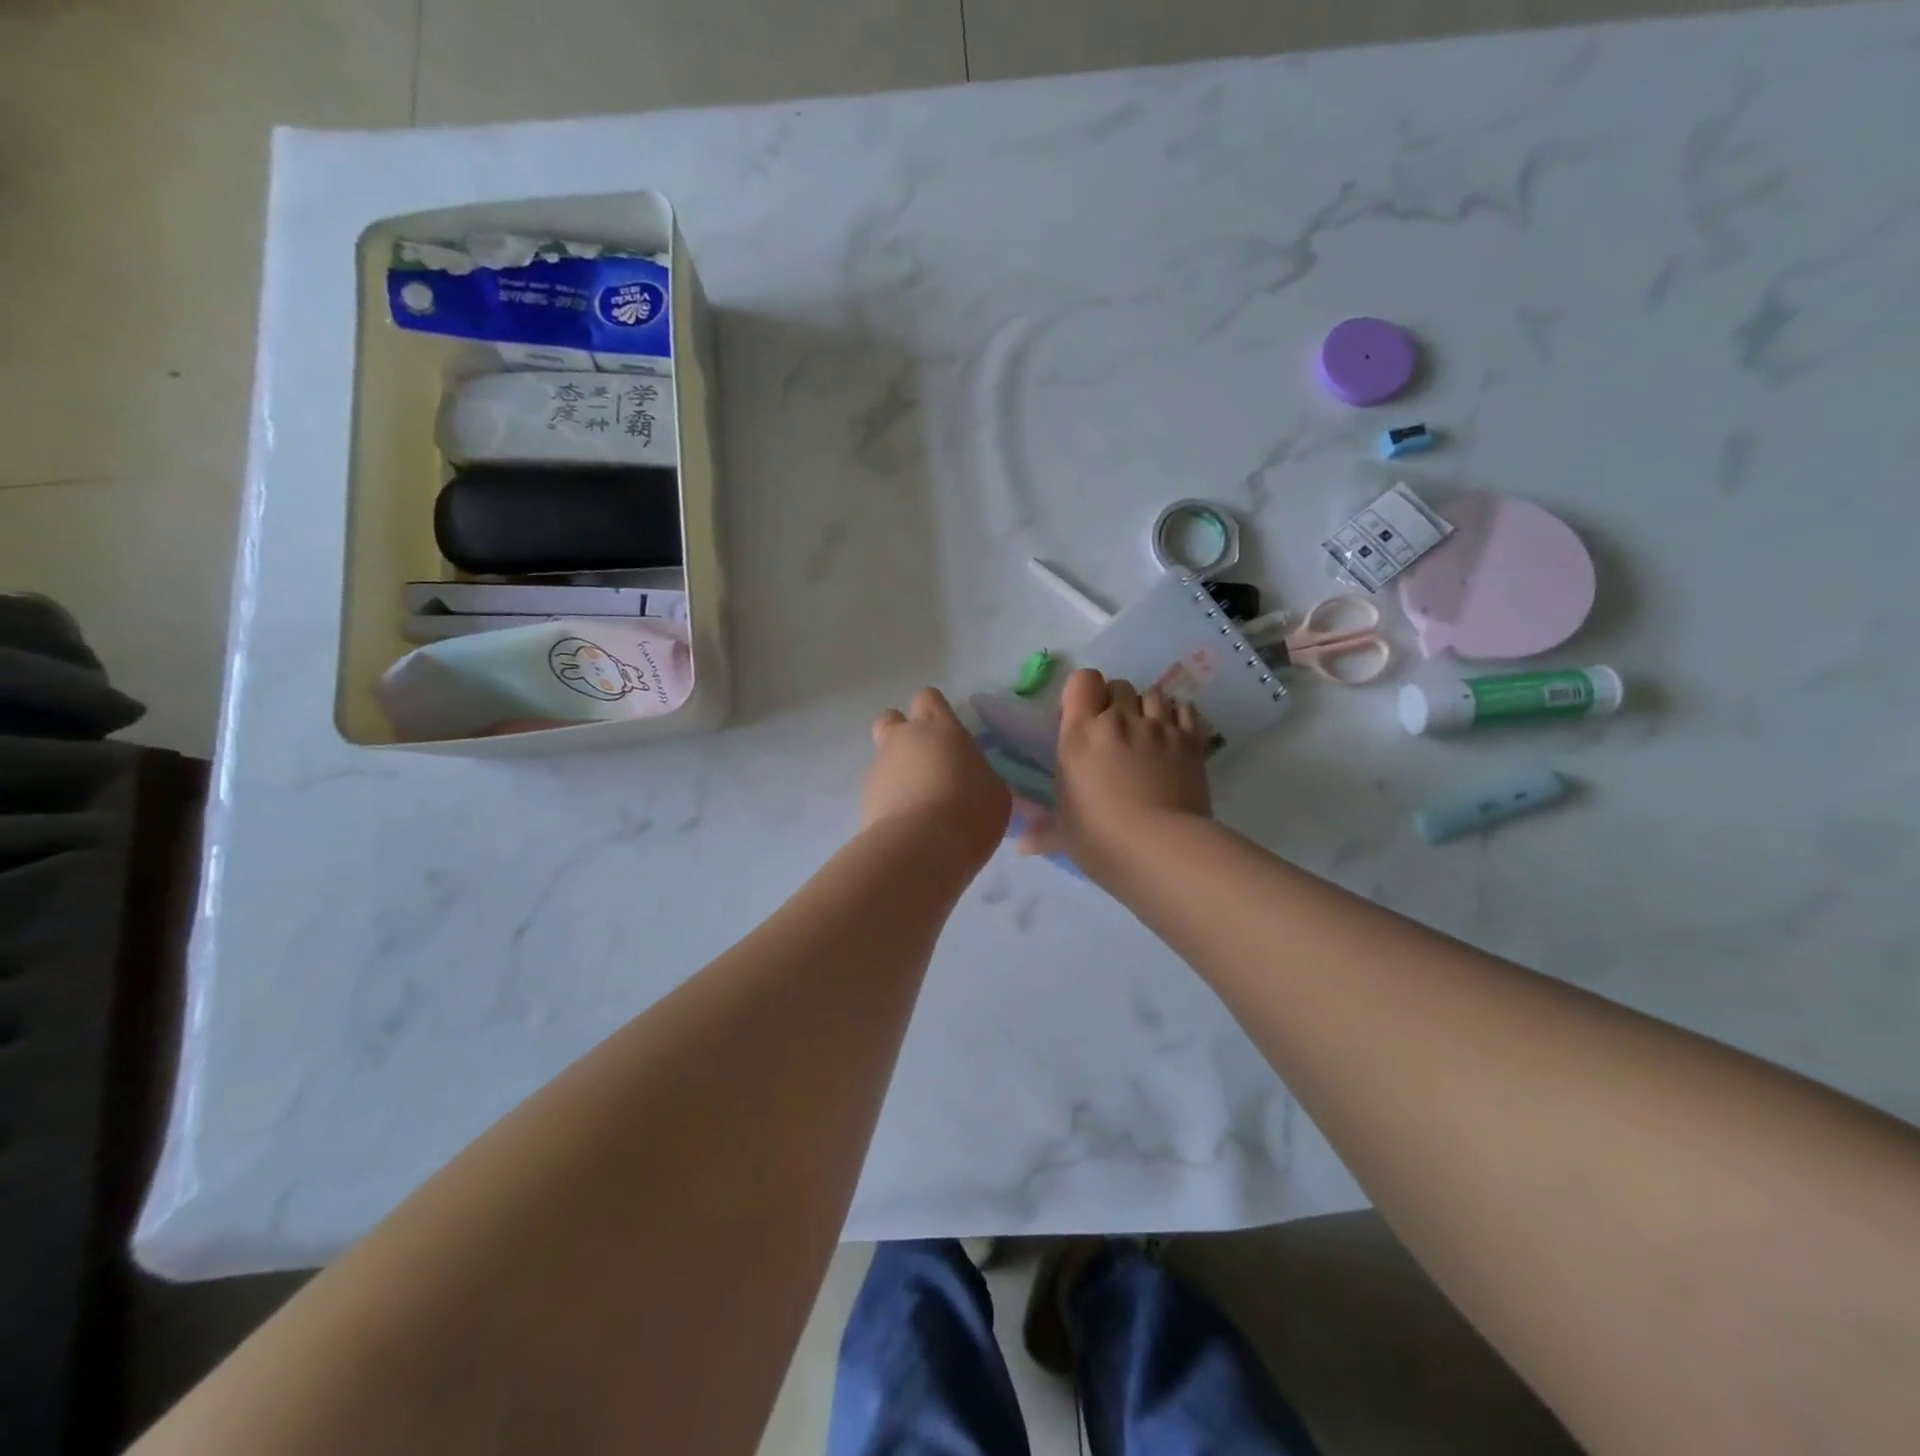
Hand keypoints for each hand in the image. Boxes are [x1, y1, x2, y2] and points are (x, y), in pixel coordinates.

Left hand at [863, 687, 1010, 863]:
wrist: (922, 848)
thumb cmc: (970, 811)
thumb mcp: (994, 790)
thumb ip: (978, 774)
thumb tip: (970, 778)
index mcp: (940, 728)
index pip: (929, 698)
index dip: (935, 712)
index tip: (948, 735)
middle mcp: (904, 739)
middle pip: (892, 718)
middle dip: (903, 733)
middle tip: (924, 760)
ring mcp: (879, 768)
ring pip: (883, 757)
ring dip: (897, 772)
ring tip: (919, 804)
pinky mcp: (864, 798)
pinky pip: (878, 790)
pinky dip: (889, 800)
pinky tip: (908, 824)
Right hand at [1018, 670, 1211, 881]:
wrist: (1162, 850)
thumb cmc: (1101, 839)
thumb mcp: (1064, 835)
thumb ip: (1043, 830)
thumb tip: (1021, 844)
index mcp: (1080, 733)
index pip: (1083, 680)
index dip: (1084, 693)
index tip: (1082, 719)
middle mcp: (1120, 719)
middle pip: (1119, 686)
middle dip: (1116, 703)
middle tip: (1114, 734)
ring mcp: (1159, 727)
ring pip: (1154, 695)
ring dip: (1147, 709)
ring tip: (1146, 736)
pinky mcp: (1191, 741)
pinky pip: (1186, 710)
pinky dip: (1178, 718)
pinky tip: (1174, 738)